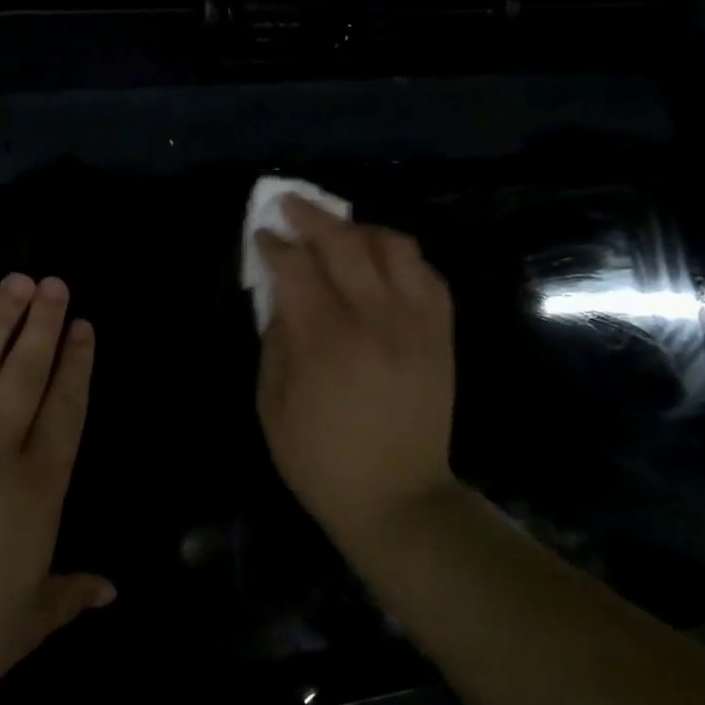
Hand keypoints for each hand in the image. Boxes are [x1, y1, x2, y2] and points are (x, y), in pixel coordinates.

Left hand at [0, 274, 111, 704]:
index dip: (76, 364)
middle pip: (23, 372)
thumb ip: (71, 594)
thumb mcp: (29, 623)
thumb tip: (111, 589)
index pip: (64, 409)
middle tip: (54, 284)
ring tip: (16, 282)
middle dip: (43, 324)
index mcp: (34, 489)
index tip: (83, 326)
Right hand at [255, 197, 457, 545]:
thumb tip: (280, 295)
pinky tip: (380, 264)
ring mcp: (416, 322)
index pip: (296, 267)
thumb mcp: (272, 405)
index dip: (274, 244)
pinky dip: (400, 256)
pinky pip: (427, 272)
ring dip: (360, 228)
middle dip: (311, 215)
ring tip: (339, 234)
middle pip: (344, 241)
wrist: (398, 498)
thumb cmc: (321, 459)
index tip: (262, 236)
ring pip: (394, 244)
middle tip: (290, 205)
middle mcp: (375, 319)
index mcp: (325, 341)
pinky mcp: (441, 333)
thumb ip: (274, 341)